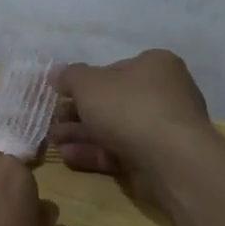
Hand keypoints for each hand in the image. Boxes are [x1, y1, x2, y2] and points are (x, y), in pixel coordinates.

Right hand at [52, 50, 219, 185]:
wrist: (171, 160)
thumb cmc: (129, 108)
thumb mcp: (88, 84)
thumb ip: (70, 77)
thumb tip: (57, 74)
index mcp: (155, 65)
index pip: (113, 70)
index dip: (84, 83)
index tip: (61, 96)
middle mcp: (164, 93)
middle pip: (112, 102)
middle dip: (78, 113)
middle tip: (54, 123)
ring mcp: (163, 128)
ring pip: (114, 129)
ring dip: (81, 135)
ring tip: (55, 142)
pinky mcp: (159, 159)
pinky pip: (122, 151)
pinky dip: (95, 153)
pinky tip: (69, 157)